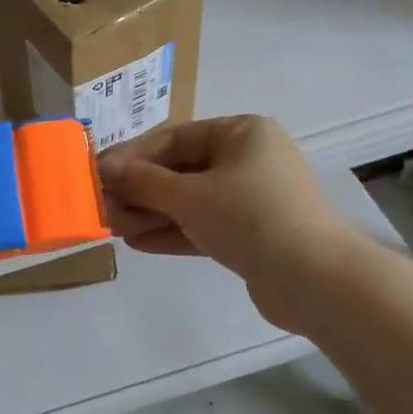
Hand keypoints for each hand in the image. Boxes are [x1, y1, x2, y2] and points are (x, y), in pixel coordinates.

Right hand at [98, 116, 365, 330]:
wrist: (316, 280)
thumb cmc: (250, 217)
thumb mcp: (188, 195)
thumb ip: (143, 181)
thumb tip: (105, 168)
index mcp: (240, 133)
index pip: (173, 138)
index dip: (131, 156)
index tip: (96, 172)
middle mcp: (248, 159)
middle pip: (180, 170)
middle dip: (139, 190)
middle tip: (101, 205)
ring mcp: (252, 198)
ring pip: (190, 201)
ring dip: (151, 214)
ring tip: (112, 227)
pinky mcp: (253, 234)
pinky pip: (205, 225)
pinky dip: (173, 232)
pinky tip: (138, 243)